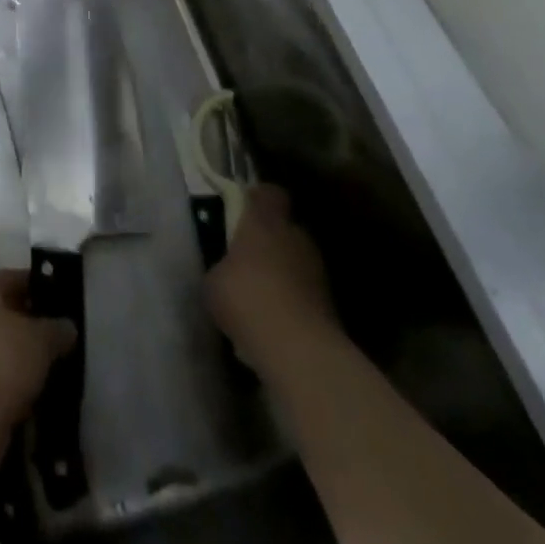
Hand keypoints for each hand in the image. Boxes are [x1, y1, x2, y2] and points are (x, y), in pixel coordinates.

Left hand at [0, 269, 77, 433]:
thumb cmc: (3, 361)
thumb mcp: (42, 341)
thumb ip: (57, 329)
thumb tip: (67, 327)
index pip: (12, 278)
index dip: (38, 287)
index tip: (59, 302)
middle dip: (26, 322)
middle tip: (53, 337)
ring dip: (13, 353)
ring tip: (42, 368)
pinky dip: (2, 377)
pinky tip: (23, 392)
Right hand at [207, 183, 338, 365]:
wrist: (297, 350)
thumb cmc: (246, 298)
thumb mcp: (213, 281)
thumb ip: (221, 267)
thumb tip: (225, 272)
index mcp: (265, 221)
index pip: (269, 193)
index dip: (257, 199)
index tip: (243, 210)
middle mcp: (296, 237)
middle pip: (286, 228)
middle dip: (270, 241)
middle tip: (247, 259)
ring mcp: (318, 271)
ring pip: (297, 262)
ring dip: (283, 273)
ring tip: (260, 296)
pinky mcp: (331, 305)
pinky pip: (305, 293)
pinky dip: (293, 302)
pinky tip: (274, 322)